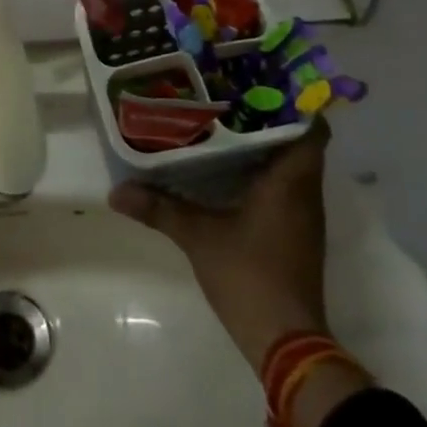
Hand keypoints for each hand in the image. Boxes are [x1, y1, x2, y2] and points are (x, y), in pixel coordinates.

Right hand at [109, 121, 332, 372]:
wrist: (286, 342)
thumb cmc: (249, 275)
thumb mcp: (198, 236)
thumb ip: (159, 209)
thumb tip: (116, 192)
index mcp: (291, 181)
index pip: (310, 128)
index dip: (291, 103)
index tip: (258, 83)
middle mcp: (304, 193)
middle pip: (297, 142)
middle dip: (267, 118)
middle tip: (228, 97)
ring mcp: (302, 217)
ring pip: (290, 166)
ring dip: (264, 146)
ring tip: (223, 123)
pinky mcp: (295, 235)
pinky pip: (284, 188)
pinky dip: (263, 173)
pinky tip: (228, 170)